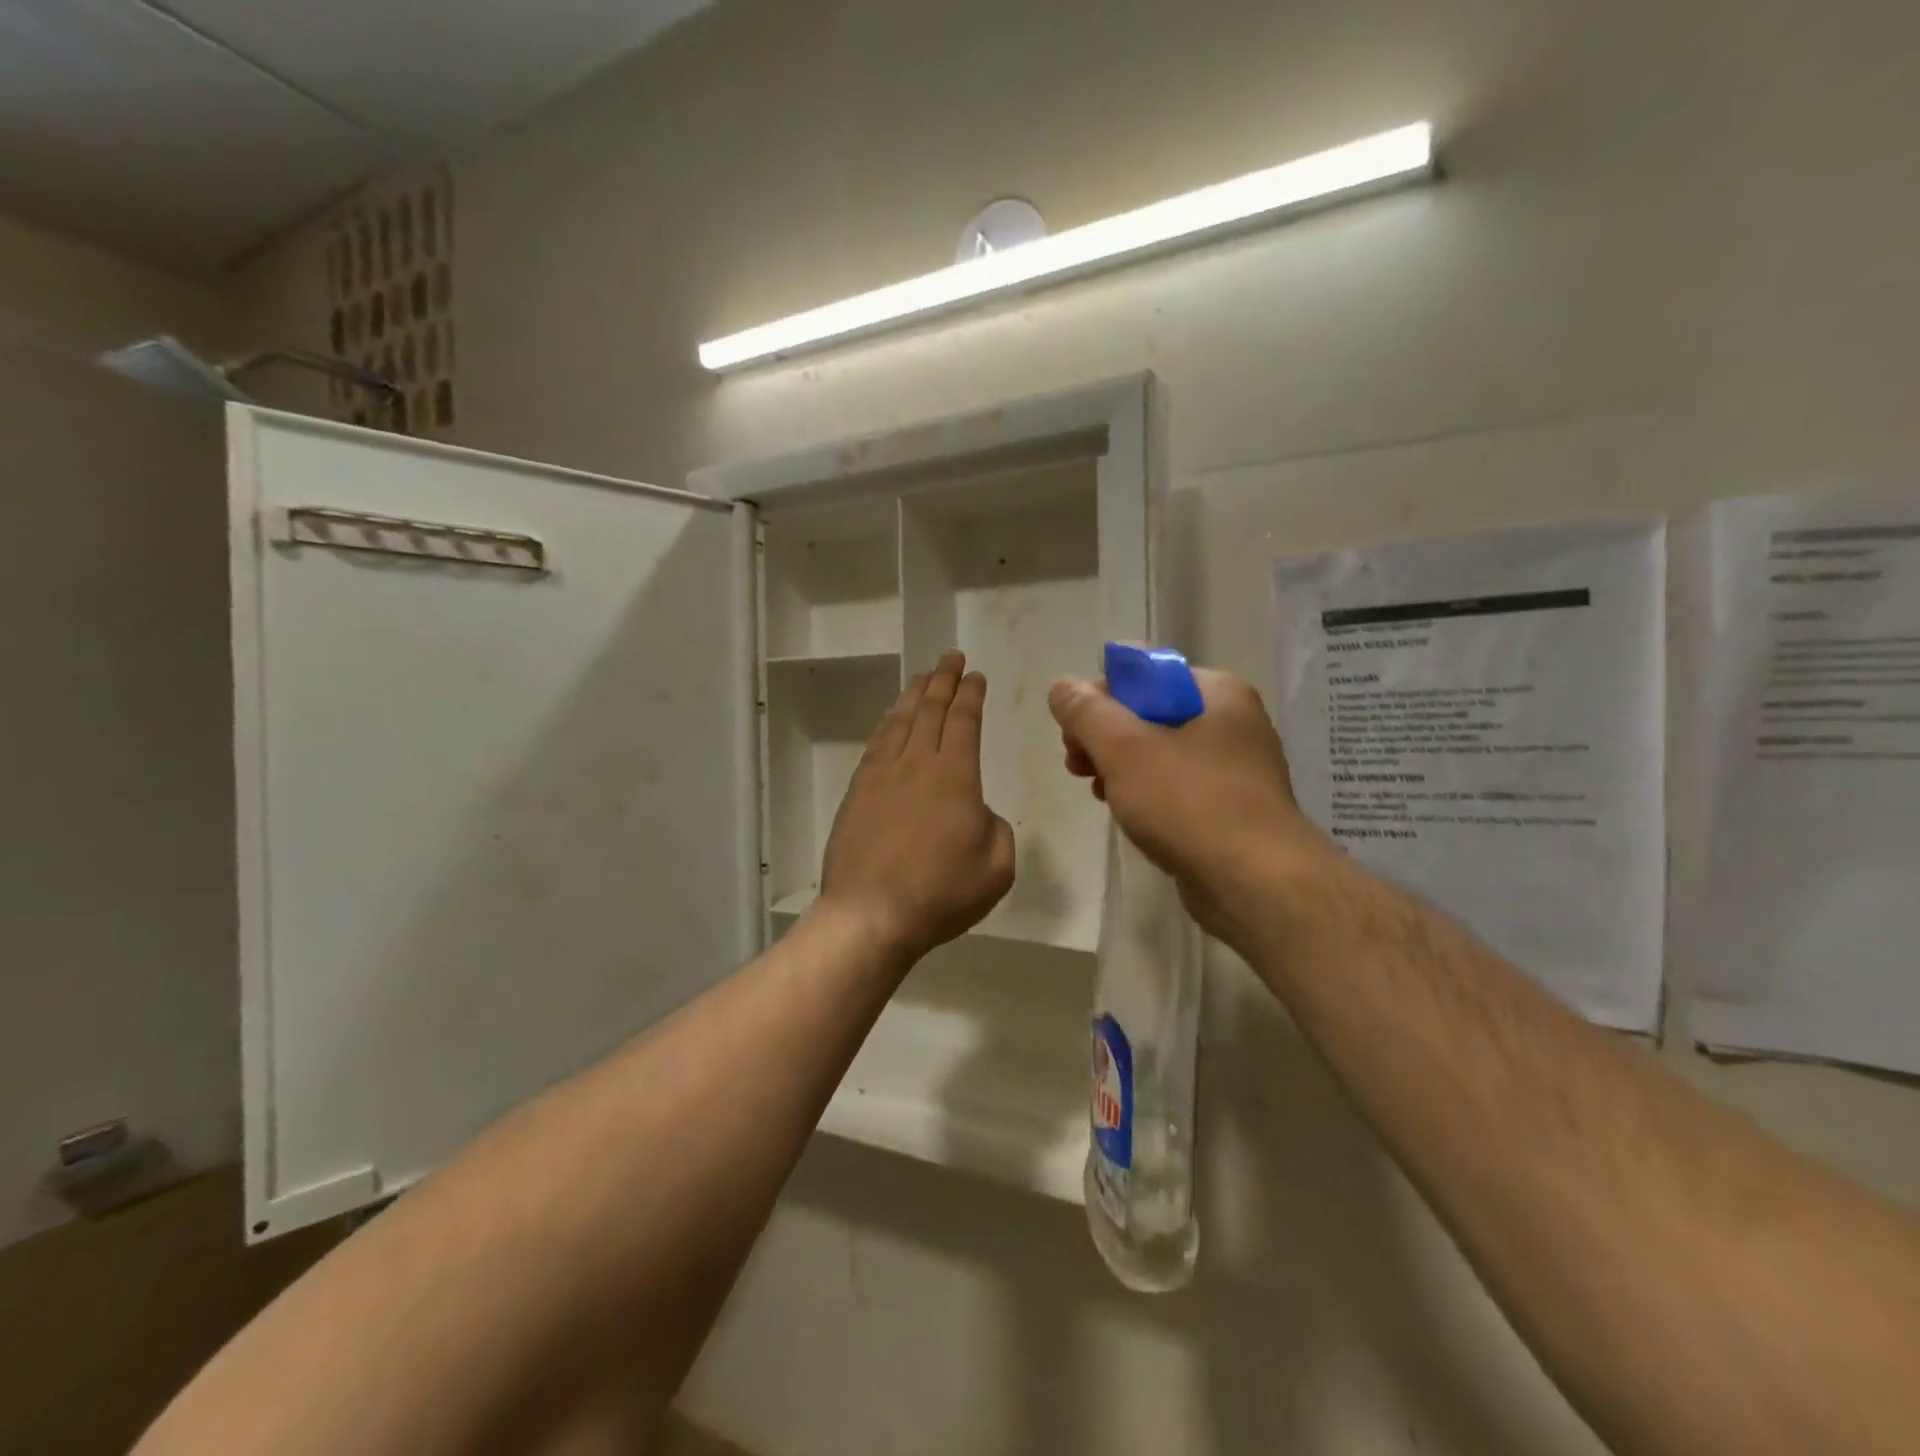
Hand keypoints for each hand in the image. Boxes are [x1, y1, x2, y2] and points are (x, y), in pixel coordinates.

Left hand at [818, 651, 1016, 962]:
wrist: (870, 915)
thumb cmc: (941, 894)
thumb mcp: (996, 868)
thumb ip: (997, 829)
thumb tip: (977, 812)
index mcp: (955, 776)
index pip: (964, 720)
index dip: (970, 694)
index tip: (975, 675)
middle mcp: (917, 764)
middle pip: (930, 710)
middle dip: (943, 679)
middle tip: (951, 657)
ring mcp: (882, 776)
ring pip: (900, 721)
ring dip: (914, 694)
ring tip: (923, 677)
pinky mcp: (858, 792)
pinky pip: (876, 744)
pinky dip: (887, 723)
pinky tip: (891, 719)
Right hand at [1048, 668, 1328, 946]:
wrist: (1256, 884)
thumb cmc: (1189, 803)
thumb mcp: (1124, 749)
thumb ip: (1087, 713)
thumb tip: (1062, 688)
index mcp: (1217, 692)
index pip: (1145, 676)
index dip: (1099, 698)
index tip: (1071, 732)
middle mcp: (1232, 722)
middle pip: (1149, 715)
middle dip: (1105, 738)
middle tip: (1075, 765)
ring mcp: (1235, 769)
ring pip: (1160, 754)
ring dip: (1120, 768)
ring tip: (1096, 792)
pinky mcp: (1230, 809)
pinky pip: (1177, 788)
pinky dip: (1146, 795)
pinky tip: (1125, 814)